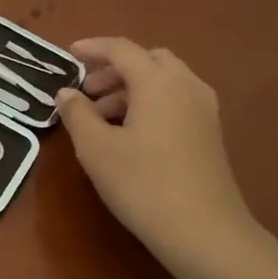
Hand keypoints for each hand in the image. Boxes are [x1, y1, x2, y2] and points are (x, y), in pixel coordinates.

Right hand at [56, 38, 258, 278]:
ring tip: (102, 118)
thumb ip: (77, 114)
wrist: (204, 231)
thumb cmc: (143, 184)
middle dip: (114, 70)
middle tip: (87, 92)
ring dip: (131, 88)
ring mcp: (204, 109)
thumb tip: (67, 93)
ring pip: (164, 81)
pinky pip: (176, 100)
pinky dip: (150, 103)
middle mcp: (186, 85)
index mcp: (158, 82)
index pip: (122, 49)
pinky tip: (132, 134)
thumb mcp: (96, 149)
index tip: (69, 54)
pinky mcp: (210, 133)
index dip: (93, 48)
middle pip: (148, 60)